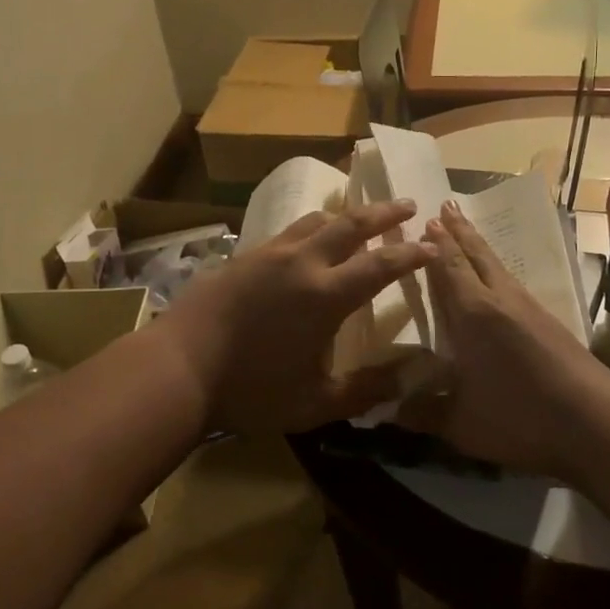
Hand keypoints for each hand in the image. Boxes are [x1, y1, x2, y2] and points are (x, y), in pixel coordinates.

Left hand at [154, 200, 433, 435]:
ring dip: (345, 214)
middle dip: (385, 212)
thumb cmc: (250, 389)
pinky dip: (311, 226)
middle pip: (351, 223)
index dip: (412, 254)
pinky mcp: (243, 255)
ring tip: (360, 215)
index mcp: (326, 295)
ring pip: (316, 220)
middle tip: (408, 205)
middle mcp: (302, 262)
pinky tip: (307, 238)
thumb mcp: (314, 403)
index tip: (432, 246)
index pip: (382, 264)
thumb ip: (366, 390)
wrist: (177, 367)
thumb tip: (411, 378)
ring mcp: (269, 254)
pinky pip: (288, 231)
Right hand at [402, 202, 609, 477]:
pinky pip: (511, 280)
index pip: (448, 268)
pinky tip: (496, 278)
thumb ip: (420, 414)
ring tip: (465, 229)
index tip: (423, 219)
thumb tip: (382, 411)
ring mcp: (528, 307)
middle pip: (476, 254)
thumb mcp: (462, 425)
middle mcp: (499, 300)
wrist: (597, 421)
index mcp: (472, 314)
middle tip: (445, 205)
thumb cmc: (522, 418)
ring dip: (478, 244)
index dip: (435, 244)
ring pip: (497, 265)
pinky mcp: (548, 320)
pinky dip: (495, 267)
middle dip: (458, 230)